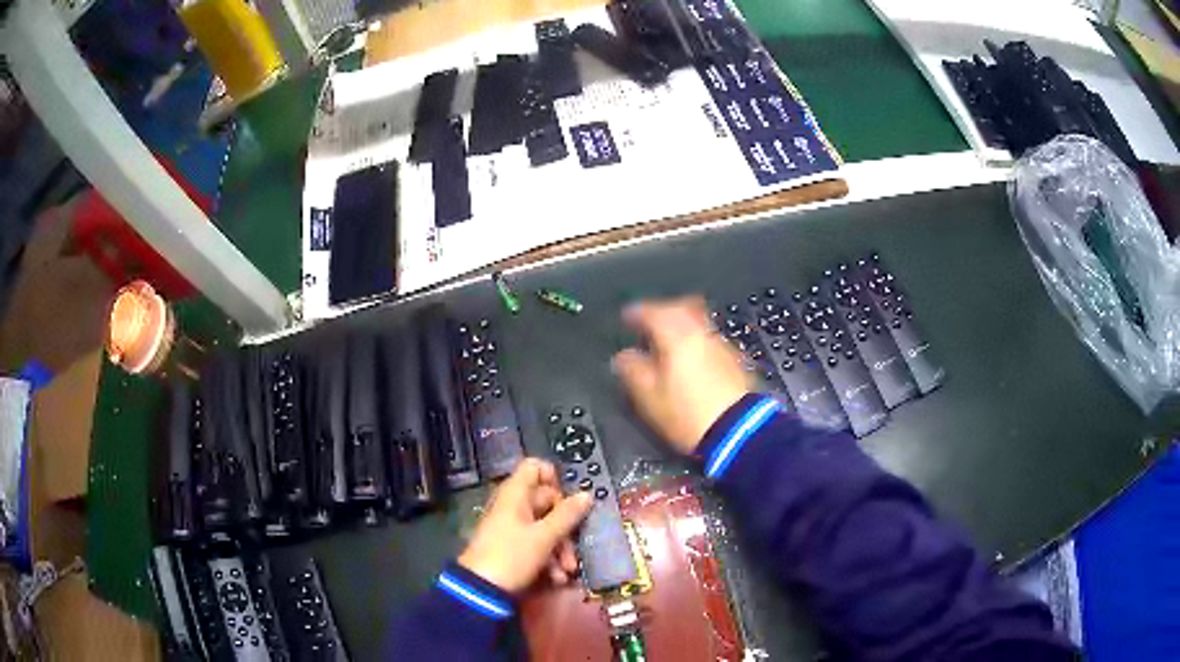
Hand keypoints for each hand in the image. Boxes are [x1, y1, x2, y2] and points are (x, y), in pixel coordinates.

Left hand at [458, 459, 594, 593]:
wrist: (481, 590)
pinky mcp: (511, 548)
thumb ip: (567, 515)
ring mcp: (511, 527)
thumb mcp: (544, 537)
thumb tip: (586, 495)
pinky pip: (535, 544)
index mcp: (516, 494)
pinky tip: (556, 578)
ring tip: (566, 571)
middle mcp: (513, 506)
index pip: (535, 468)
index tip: (570, 501)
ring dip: (560, 549)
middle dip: (565, 527)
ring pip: (545, 527)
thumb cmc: (512, 556)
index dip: (554, 479)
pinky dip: (548, 559)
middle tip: (574, 549)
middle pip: (547, 502)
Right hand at [612, 297, 753, 454]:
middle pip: (681, 308)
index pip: (652, 312)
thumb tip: (624, 357)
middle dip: (663, 311)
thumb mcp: (649, 397)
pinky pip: (709, 340)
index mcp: (676, 335)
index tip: (627, 317)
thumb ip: (633, 371)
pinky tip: (689, 360)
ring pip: (698, 323)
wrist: (738, 432)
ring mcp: (721, 345)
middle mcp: (701, 333)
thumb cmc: (688, 415)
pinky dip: (695, 342)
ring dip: (681, 326)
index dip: (636, 313)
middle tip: (649, 322)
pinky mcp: (735, 361)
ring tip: (667, 342)